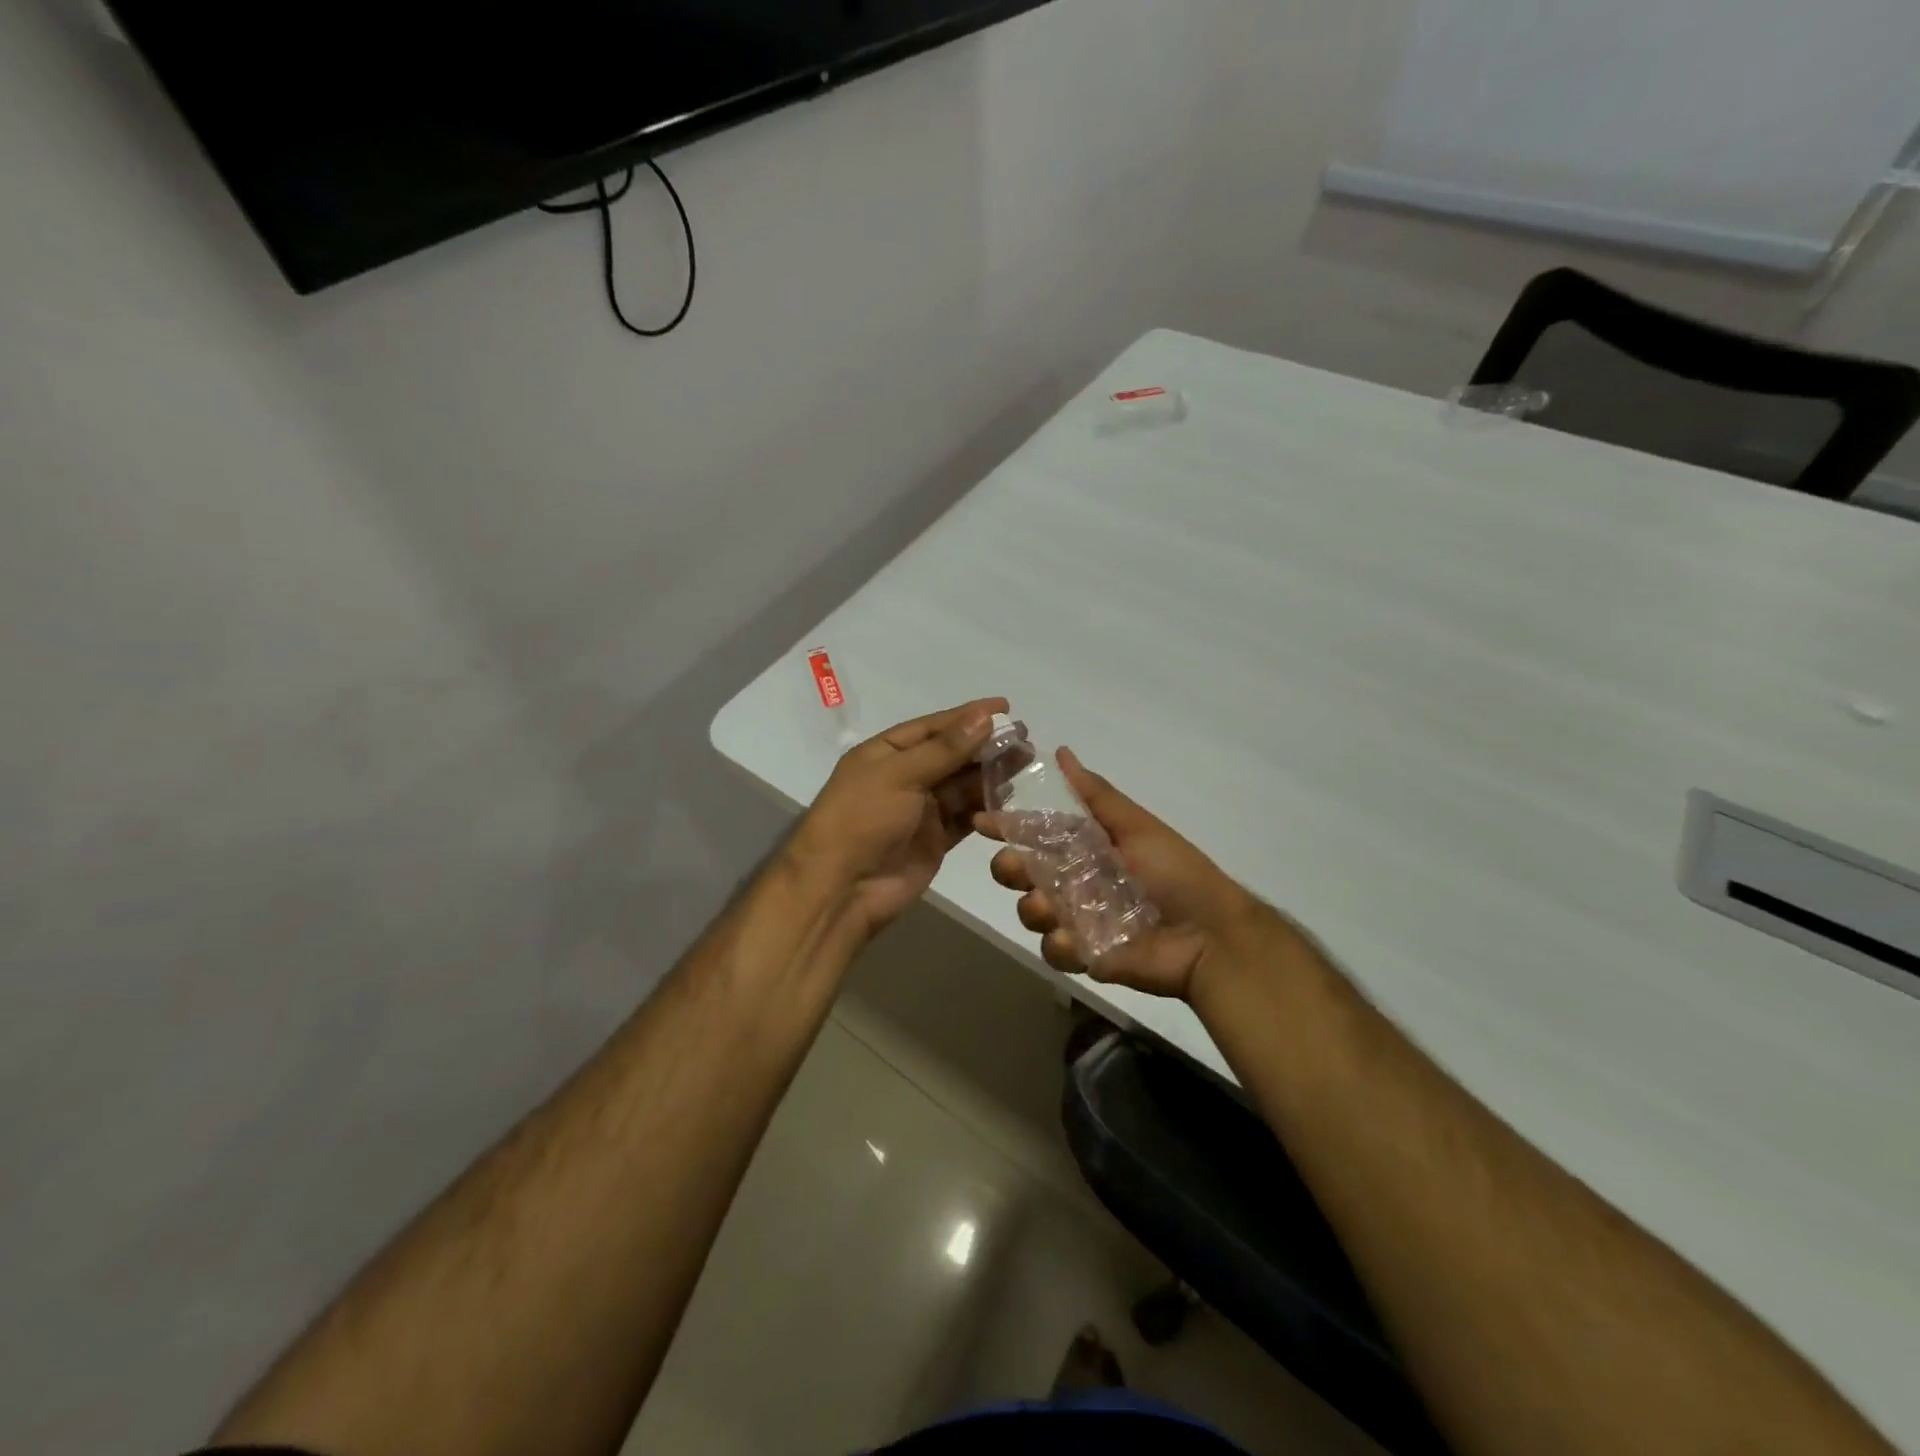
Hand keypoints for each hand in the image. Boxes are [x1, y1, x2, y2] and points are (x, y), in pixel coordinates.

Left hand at [792, 698, 1008, 939]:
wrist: (842, 888)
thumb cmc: (862, 819)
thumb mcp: (900, 775)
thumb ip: (945, 749)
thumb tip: (985, 717)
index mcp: (885, 753)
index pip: (933, 727)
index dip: (968, 716)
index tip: (1005, 707)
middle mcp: (904, 777)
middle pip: (951, 755)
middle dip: (985, 746)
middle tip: (1024, 739)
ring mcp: (920, 810)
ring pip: (962, 786)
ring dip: (990, 775)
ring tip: (1024, 764)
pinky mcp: (935, 840)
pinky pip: (965, 817)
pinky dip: (985, 808)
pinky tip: (1009, 798)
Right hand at [977, 748, 1273, 1001]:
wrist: (1209, 935)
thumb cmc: (1175, 872)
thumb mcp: (1135, 825)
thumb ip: (1095, 795)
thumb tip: (1061, 751)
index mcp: (1085, 848)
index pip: (1037, 833)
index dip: (1008, 827)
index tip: (981, 821)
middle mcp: (1074, 880)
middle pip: (1023, 873)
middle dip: (1009, 868)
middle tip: (1015, 868)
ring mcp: (1077, 919)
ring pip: (1031, 911)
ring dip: (1032, 907)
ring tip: (1049, 907)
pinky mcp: (1085, 955)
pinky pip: (1054, 950)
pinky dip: (1060, 945)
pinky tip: (1076, 942)